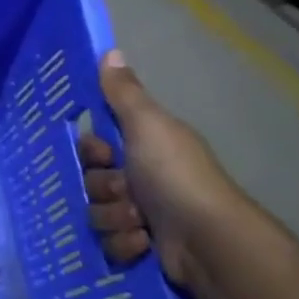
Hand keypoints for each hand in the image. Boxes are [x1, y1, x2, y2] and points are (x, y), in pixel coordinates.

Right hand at [79, 51, 242, 289]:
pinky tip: (144, 242)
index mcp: (144, 147)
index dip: (92, 151)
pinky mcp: (141, 248)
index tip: (104, 154)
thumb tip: (110, 51)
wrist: (207, 239)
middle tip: (126, 191)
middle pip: (92, 181)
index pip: (96, 146)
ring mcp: (142, 215)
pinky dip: (125, 244)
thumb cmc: (175, 175)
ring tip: (140, 222)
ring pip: (97, 213)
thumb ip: (124, 93)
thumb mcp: (147, 125)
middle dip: (104, 189)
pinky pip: (110, 244)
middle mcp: (143, 178)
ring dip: (115, 218)